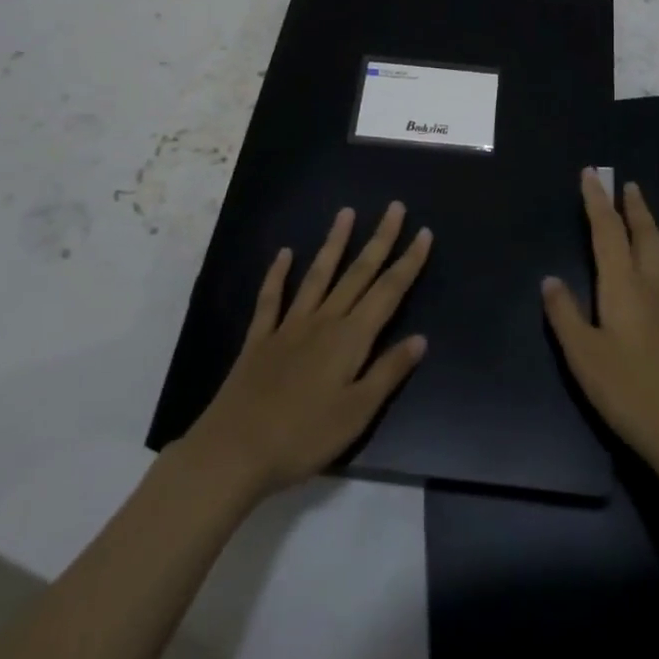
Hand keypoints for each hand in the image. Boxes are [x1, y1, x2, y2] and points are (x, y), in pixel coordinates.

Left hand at [182, 203, 432, 505]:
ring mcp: (289, 325)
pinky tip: (284, 253)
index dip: (408, 262)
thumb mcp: (357, 414)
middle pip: (358, 272)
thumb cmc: (303, 437)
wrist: (234, 451)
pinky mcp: (260, 338)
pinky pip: (271, 298)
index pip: (388, 291)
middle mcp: (324, 320)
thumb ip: (388, 372)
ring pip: (318, 274)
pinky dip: (277, 274)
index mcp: (351, 338)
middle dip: (380, 239)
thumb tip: (420, 338)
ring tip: (346, 213)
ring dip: (334, 243)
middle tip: (395, 207)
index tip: (424, 232)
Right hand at [543, 169, 658, 479]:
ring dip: (648, 230)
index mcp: (624, 286)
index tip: (591, 173)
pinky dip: (656, 262)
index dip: (597, 201)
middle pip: (645, 235)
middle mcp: (652, 287)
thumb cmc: (630, 393)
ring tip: (640, 222)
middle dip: (634, 207)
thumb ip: (565, 316)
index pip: (608, 231)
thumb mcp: (584, 357)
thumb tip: (550, 279)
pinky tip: (653, 281)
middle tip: (628, 184)